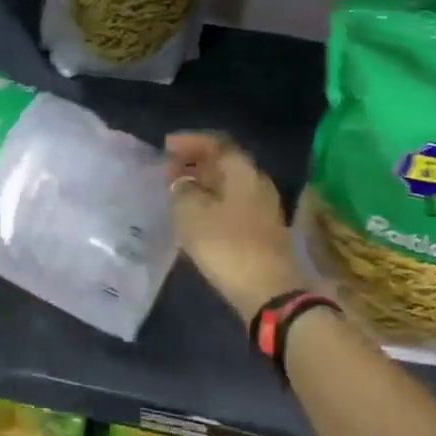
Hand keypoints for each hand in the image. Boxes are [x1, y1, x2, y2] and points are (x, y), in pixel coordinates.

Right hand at [166, 132, 310, 323]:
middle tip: (167, 170)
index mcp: (242, 171)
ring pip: (227, 186)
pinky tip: (193, 217)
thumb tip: (181, 184)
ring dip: (202, 185)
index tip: (166, 147)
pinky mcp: (261, 231)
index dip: (189, 141)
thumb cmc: (227, 246)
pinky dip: (210, 204)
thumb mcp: (192, 214)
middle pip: (223, 163)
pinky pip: (231, 206)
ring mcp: (262, 208)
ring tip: (176, 193)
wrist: (270, 293)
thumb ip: (181, 191)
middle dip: (194, 163)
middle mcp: (256, 183)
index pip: (216, 143)